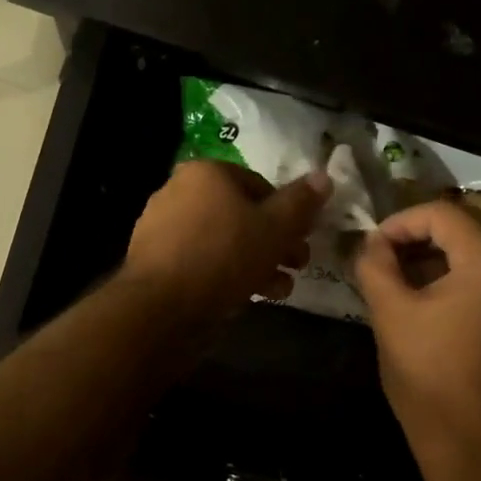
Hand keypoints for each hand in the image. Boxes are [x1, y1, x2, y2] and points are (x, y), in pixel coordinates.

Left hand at [121, 161, 330, 326]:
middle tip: (298, 266)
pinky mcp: (155, 262)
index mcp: (206, 173)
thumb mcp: (275, 228)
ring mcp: (162, 228)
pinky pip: (201, 261)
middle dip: (274, 242)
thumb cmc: (224, 256)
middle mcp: (178, 192)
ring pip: (222, 241)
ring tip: (280, 289)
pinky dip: (226, 274)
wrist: (162, 307)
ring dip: (256, 262)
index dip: (288, 213)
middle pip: (240, 214)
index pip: (259, 185)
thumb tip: (324, 177)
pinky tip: (248, 297)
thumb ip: (300, 203)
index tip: (304, 239)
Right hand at [354, 199, 480, 465]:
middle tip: (385, 255)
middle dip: (421, 234)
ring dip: (440, 253)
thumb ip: (375, 264)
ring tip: (402, 275)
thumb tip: (370, 243)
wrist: (471, 439)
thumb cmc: (427, 373)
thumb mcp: (390, 312)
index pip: (443, 213)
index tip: (372, 244)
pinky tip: (430, 297)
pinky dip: (460, 274)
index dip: (401, 221)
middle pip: (469, 225)